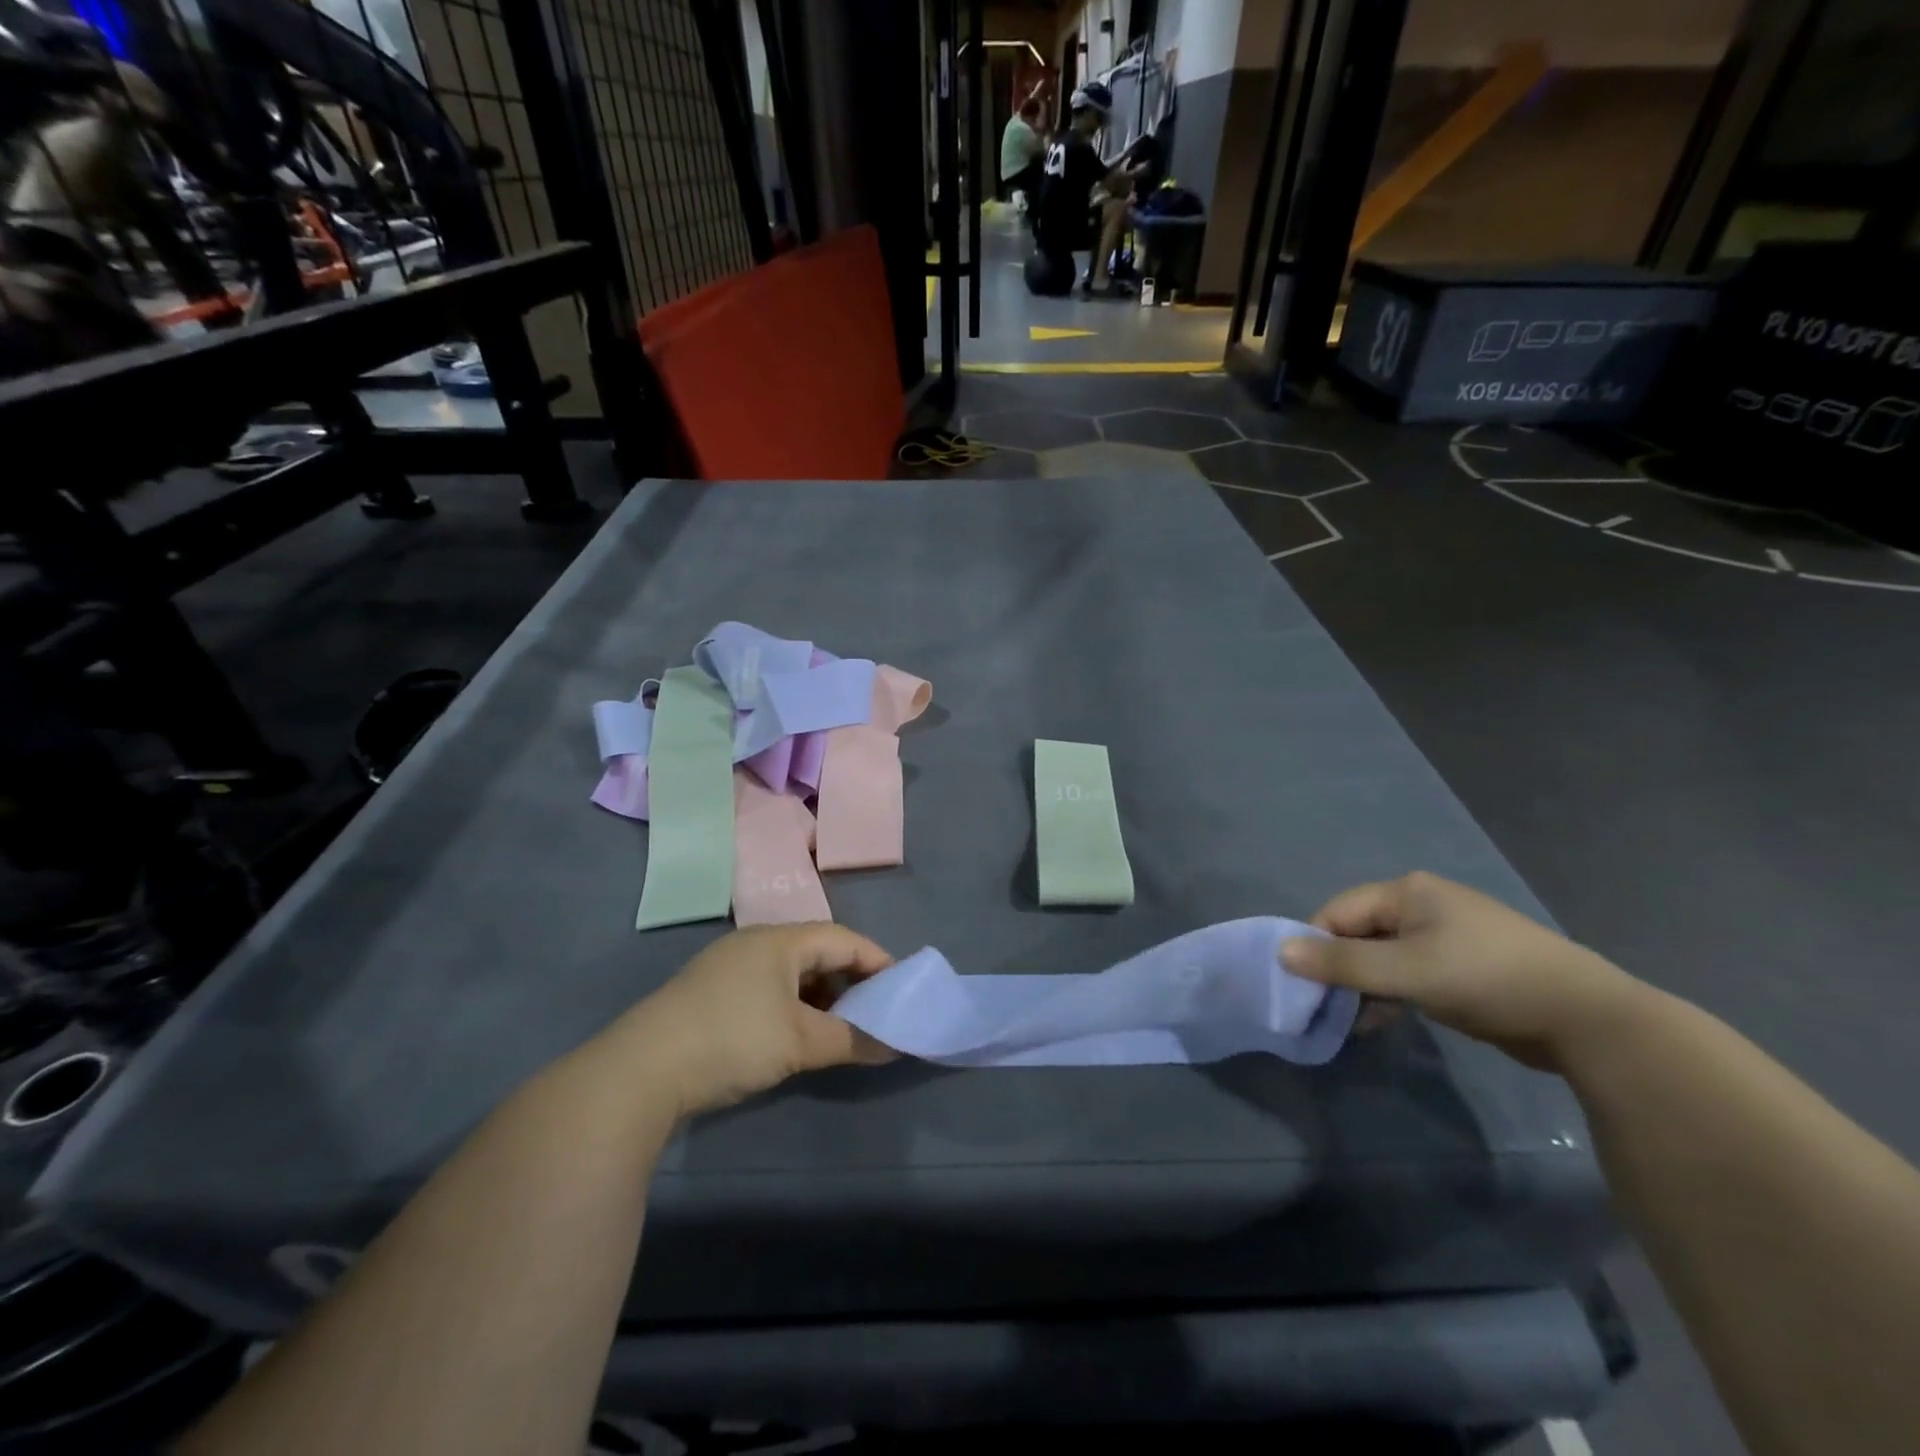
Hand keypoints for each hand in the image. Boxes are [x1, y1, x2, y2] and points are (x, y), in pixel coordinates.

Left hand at [618, 924, 895, 1115]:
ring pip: (791, 972)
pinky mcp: (709, 993)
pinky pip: (767, 988)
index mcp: (779, 940)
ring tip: (840, 1027)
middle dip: (850, 980)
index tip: (901, 991)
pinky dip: (792, 1006)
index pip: (843, 939)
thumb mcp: (799, 1043)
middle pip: (817, 951)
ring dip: (821, 996)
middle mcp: (754, 943)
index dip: (877, 961)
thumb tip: (895, 1044)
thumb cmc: (730, 1041)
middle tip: (875, 1011)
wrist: (638, 1073)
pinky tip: (795, 1034)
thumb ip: (852, 1040)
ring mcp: (727, 967)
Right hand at [1281, 872, 1646, 1071]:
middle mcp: (1422, 905)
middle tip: (1320, 1006)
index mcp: (1407, 891)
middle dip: (1337, 968)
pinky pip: (1407, 973)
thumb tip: (1280, 952)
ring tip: (1345, 1019)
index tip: (1300, 985)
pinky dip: (1389, 994)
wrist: (1588, 1019)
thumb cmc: (1487, 979)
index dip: (1315, 946)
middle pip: (1358, 933)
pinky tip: (1377, 1020)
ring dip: (1362, 985)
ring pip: (1382, 956)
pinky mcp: (1461, 967)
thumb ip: (1342, 964)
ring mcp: (1444, 936)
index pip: (1338, 912)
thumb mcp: (1407, 972)